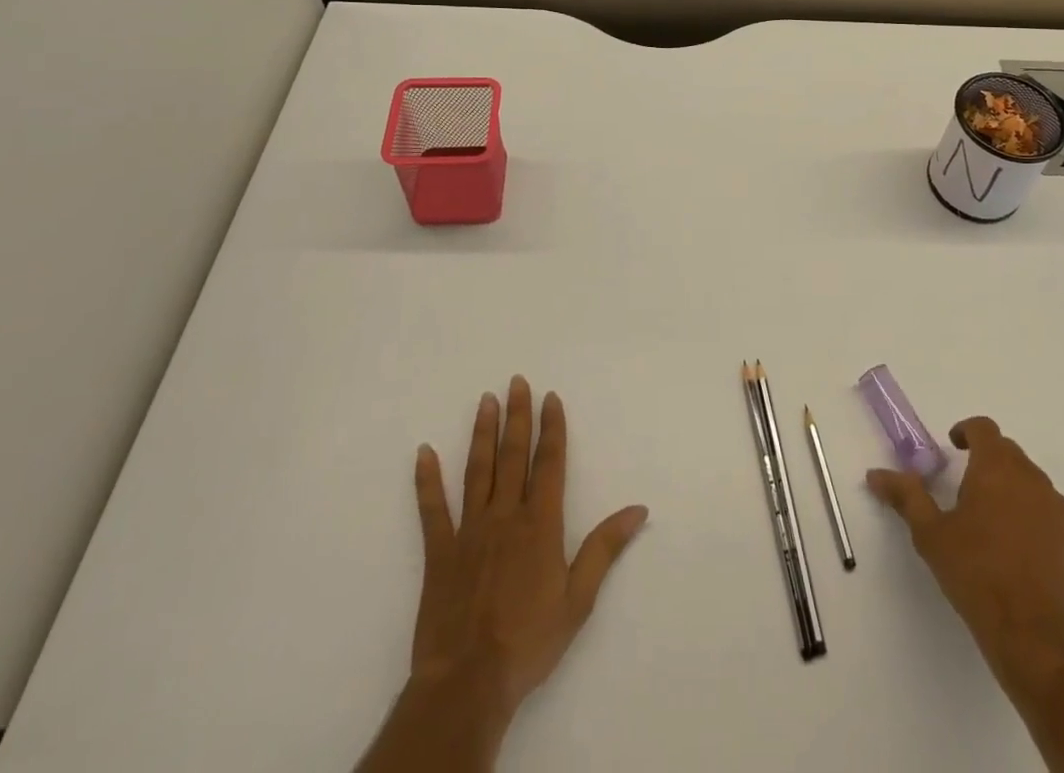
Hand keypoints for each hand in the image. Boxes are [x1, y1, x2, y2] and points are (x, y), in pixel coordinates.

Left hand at [358, 376, 648, 772]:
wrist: (469, 682)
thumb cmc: (529, 641)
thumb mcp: (579, 598)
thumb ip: (605, 548)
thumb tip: (638, 508)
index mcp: (540, 524)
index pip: (549, 463)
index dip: (552, 428)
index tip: (551, 397)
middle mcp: (505, 515)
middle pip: (513, 456)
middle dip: (518, 416)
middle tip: (517, 381)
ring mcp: (469, 531)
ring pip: (478, 470)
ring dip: (482, 433)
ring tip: (485, 400)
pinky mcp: (439, 552)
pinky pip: (432, 509)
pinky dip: (427, 480)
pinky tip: (424, 452)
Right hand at [867, 416, 1063, 698]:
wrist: (1036, 639)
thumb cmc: (976, 575)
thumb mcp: (930, 535)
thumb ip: (906, 496)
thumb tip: (876, 473)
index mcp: (996, 468)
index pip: (984, 429)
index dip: (967, 432)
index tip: (954, 447)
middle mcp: (1033, 479)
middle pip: (1009, 454)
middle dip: (988, 462)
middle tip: (967, 489)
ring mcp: (1061, 512)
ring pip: (1033, 485)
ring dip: (1013, 492)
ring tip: (993, 525)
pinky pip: (1053, 518)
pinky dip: (1036, 522)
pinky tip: (1021, 554)